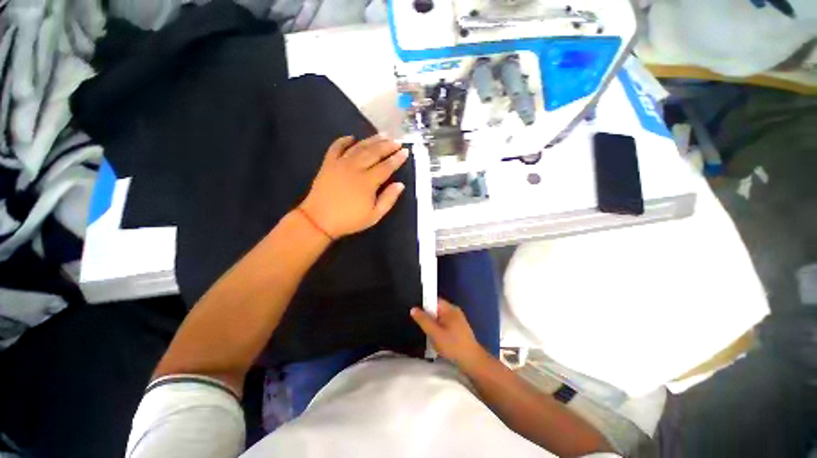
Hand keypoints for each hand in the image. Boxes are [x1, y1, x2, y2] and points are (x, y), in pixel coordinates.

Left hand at [300, 135, 408, 238]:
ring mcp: (340, 163)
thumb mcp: (374, 216)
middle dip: (387, 145)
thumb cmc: (349, 220)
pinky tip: (352, 137)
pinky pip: (336, 147)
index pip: (386, 166)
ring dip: (372, 140)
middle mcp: (355, 168)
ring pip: (359, 147)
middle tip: (397, 141)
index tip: (405, 151)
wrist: (319, 220)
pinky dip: (344, 140)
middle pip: (374, 153)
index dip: (397, 158)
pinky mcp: (328, 163)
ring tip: (382, 135)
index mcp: (368, 182)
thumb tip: (400, 184)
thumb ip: (388, 199)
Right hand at [411, 299, 487, 369]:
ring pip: (440, 318)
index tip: (416, 313)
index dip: (423, 304)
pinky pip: (445, 324)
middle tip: (421, 326)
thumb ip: (423, 320)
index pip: (433, 300)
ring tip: (428, 334)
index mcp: (449, 308)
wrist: (472, 361)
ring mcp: (458, 320)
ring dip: (433, 325)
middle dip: (428, 317)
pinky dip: (439, 329)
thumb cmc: (453, 345)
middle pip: (436, 309)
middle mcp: (454, 311)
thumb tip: (413, 308)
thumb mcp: (435, 333)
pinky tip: (437, 339)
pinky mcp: (459, 329)